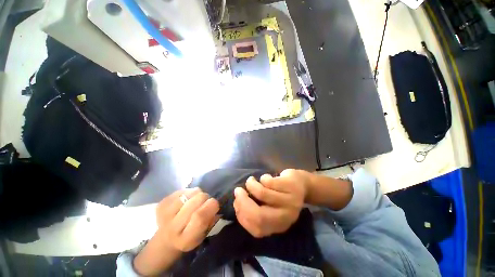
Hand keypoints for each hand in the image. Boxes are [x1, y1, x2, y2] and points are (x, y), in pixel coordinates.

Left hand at [156, 188, 219, 251]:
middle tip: (204, 202)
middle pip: (196, 200)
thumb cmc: (189, 236)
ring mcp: (165, 214)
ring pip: (191, 192)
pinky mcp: (162, 203)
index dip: (211, 206)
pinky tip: (185, 200)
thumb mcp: (203, 234)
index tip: (214, 204)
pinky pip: (183, 190)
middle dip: (205, 197)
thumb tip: (215, 205)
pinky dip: (188, 192)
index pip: (200, 217)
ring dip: (196, 194)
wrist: (165, 239)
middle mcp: (172, 227)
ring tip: (194, 200)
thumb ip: (211, 220)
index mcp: (185, 239)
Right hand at [233, 170, 307, 237]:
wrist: (302, 184)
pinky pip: (269, 181)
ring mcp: (290, 201)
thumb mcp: (270, 207)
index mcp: (278, 226)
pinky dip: (263, 178)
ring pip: (262, 194)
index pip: (255, 228)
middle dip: (243, 201)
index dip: (241, 215)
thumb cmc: (282, 196)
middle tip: (238, 190)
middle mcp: (285, 217)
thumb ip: (255, 208)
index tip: (236, 201)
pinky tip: (265, 177)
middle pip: (258, 215)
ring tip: (250, 180)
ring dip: (251, 185)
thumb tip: (237, 201)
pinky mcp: (291, 186)